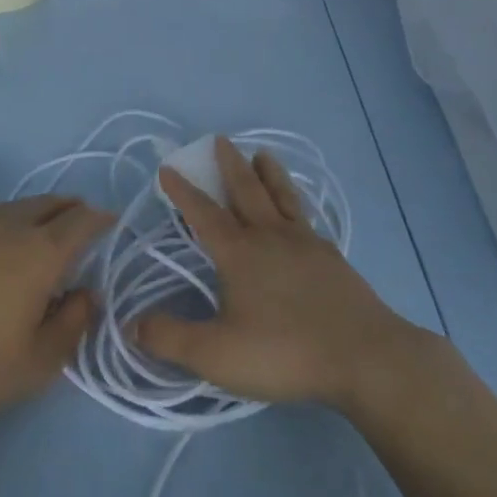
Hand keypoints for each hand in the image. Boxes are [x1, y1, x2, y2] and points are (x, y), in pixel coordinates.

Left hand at [0, 196, 109, 444]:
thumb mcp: (41, 362)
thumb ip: (74, 322)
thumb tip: (86, 294)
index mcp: (40, 253)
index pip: (81, 221)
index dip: (100, 219)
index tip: (110, 224)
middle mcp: (7, 227)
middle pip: (49, 203)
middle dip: (70, 209)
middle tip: (80, 223)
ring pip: (14, 207)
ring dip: (36, 214)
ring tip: (40, 232)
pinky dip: (1, 227)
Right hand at [135, 138, 413, 413]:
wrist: (365, 357)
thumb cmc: (285, 352)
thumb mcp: (216, 354)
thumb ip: (170, 338)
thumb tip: (131, 324)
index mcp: (239, 253)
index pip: (203, 213)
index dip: (183, 191)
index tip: (168, 168)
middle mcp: (270, 237)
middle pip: (246, 191)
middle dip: (229, 165)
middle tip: (220, 139)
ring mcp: (306, 244)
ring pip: (282, 197)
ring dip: (268, 173)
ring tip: (263, 154)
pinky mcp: (332, 259)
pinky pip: (307, 218)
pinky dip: (297, 204)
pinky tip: (300, 211)